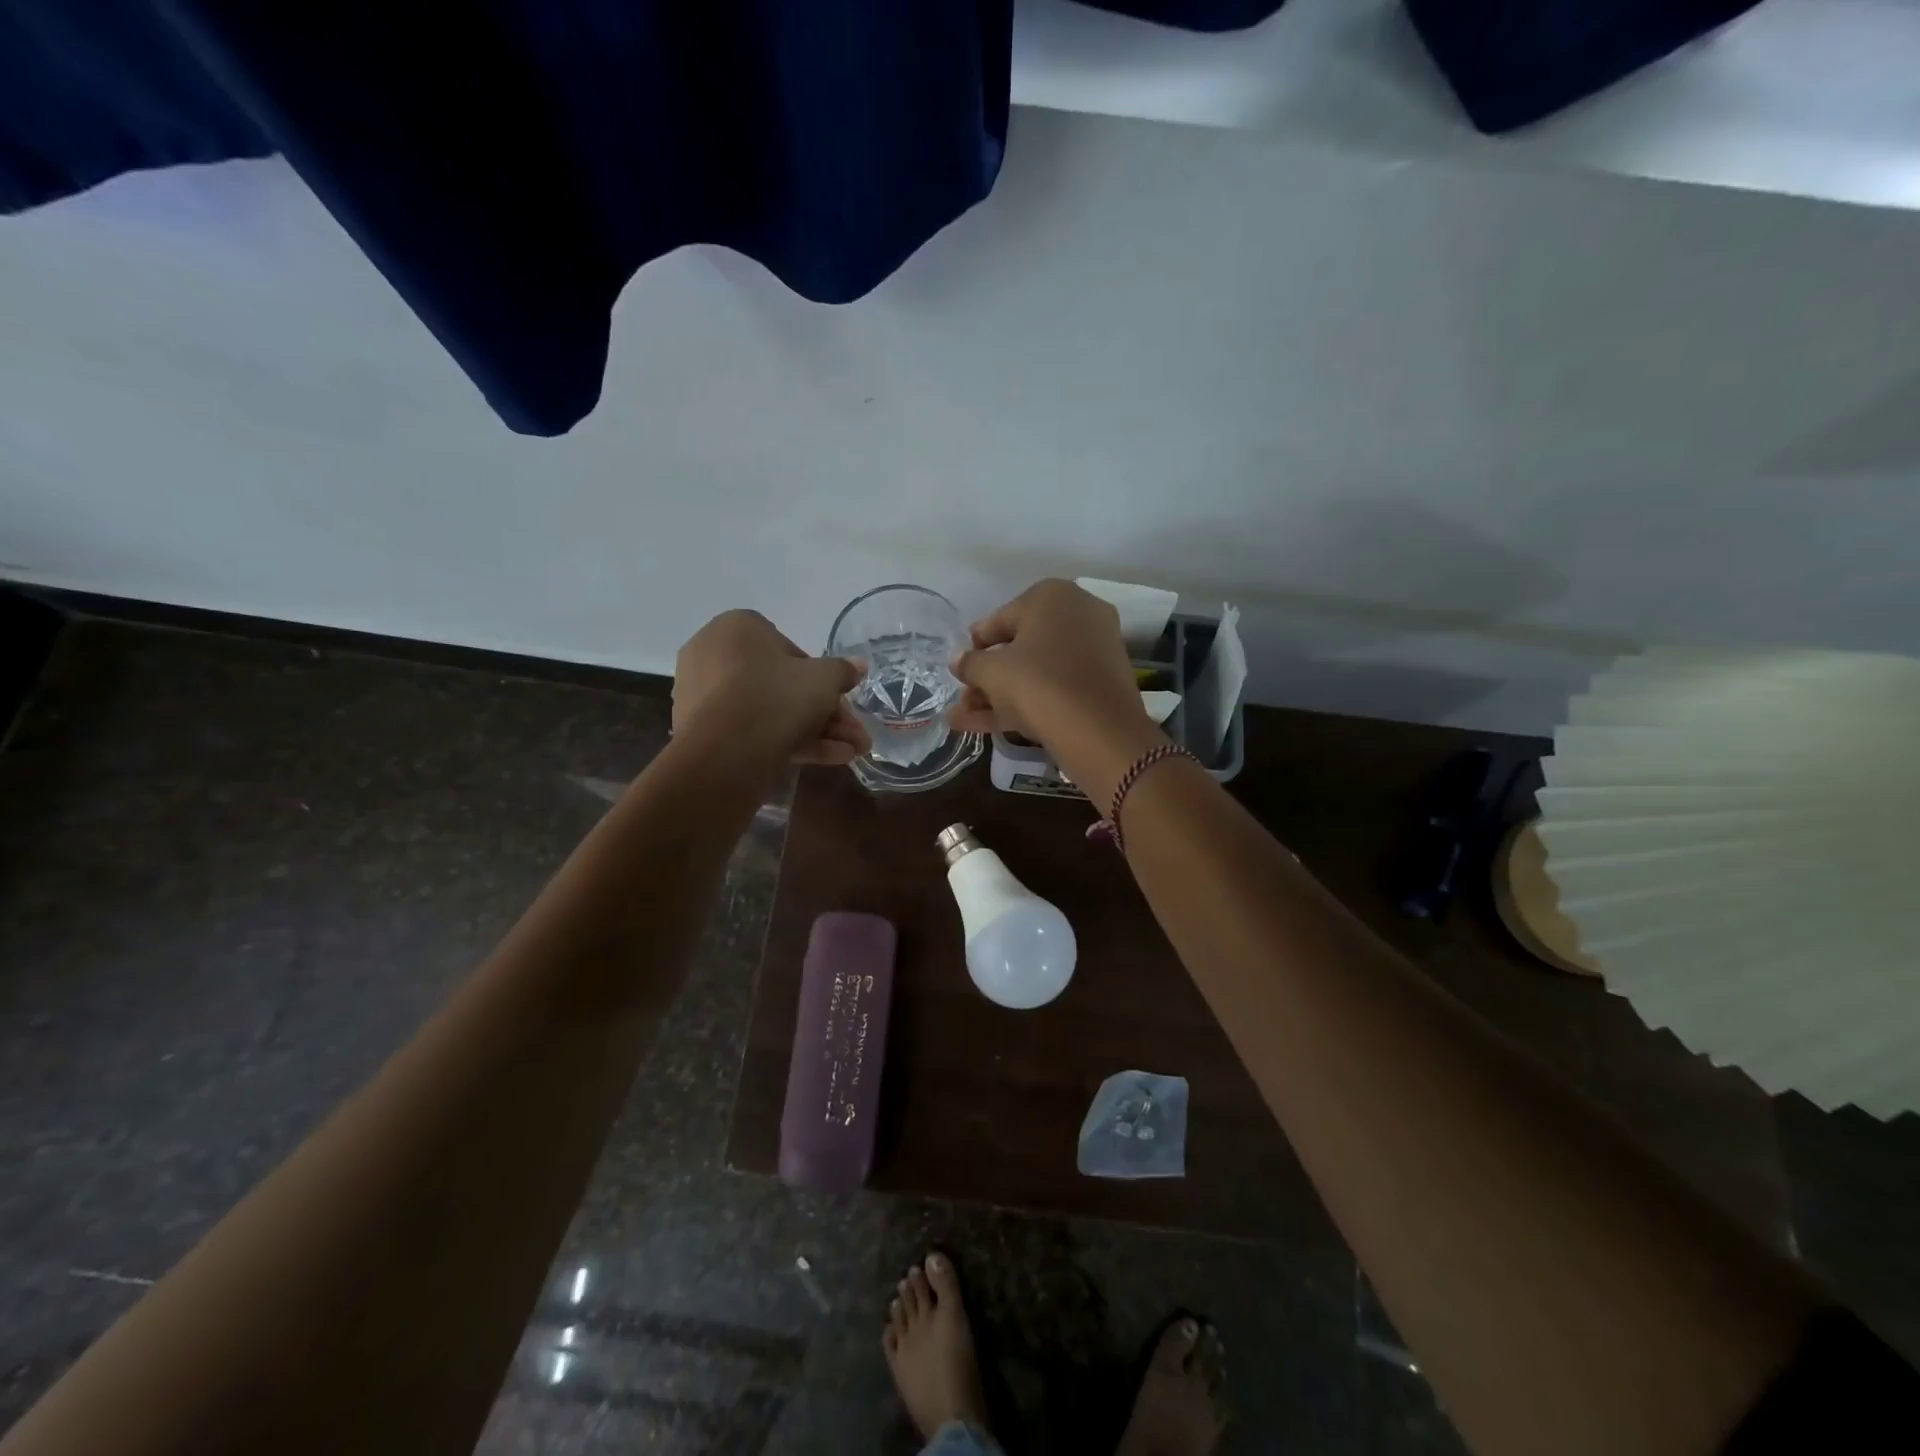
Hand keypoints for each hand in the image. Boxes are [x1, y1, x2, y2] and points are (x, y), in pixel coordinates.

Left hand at [673, 611, 869, 766]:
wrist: (724, 753)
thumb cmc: (776, 697)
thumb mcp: (824, 679)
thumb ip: (843, 670)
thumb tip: (857, 666)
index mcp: (738, 627)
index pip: (790, 650)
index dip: (821, 678)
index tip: (839, 700)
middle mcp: (713, 654)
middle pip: (781, 685)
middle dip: (824, 712)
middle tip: (853, 735)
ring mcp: (703, 695)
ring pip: (769, 711)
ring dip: (815, 731)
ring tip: (851, 753)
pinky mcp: (701, 731)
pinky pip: (751, 730)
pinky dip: (787, 742)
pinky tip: (827, 760)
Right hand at [949, 580, 1159, 776]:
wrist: (1100, 732)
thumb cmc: (1038, 684)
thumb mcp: (992, 672)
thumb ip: (970, 663)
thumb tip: (958, 660)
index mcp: (1052, 596)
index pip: (1000, 619)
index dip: (975, 646)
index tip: (959, 667)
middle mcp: (1078, 614)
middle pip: (1019, 647)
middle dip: (986, 676)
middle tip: (963, 697)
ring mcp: (1093, 651)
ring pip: (1035, 671)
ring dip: (997, 694)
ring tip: (961, 720)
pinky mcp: (1099, 685)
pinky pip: (1053, 687)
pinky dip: (1023, 702)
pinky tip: (985, 726)